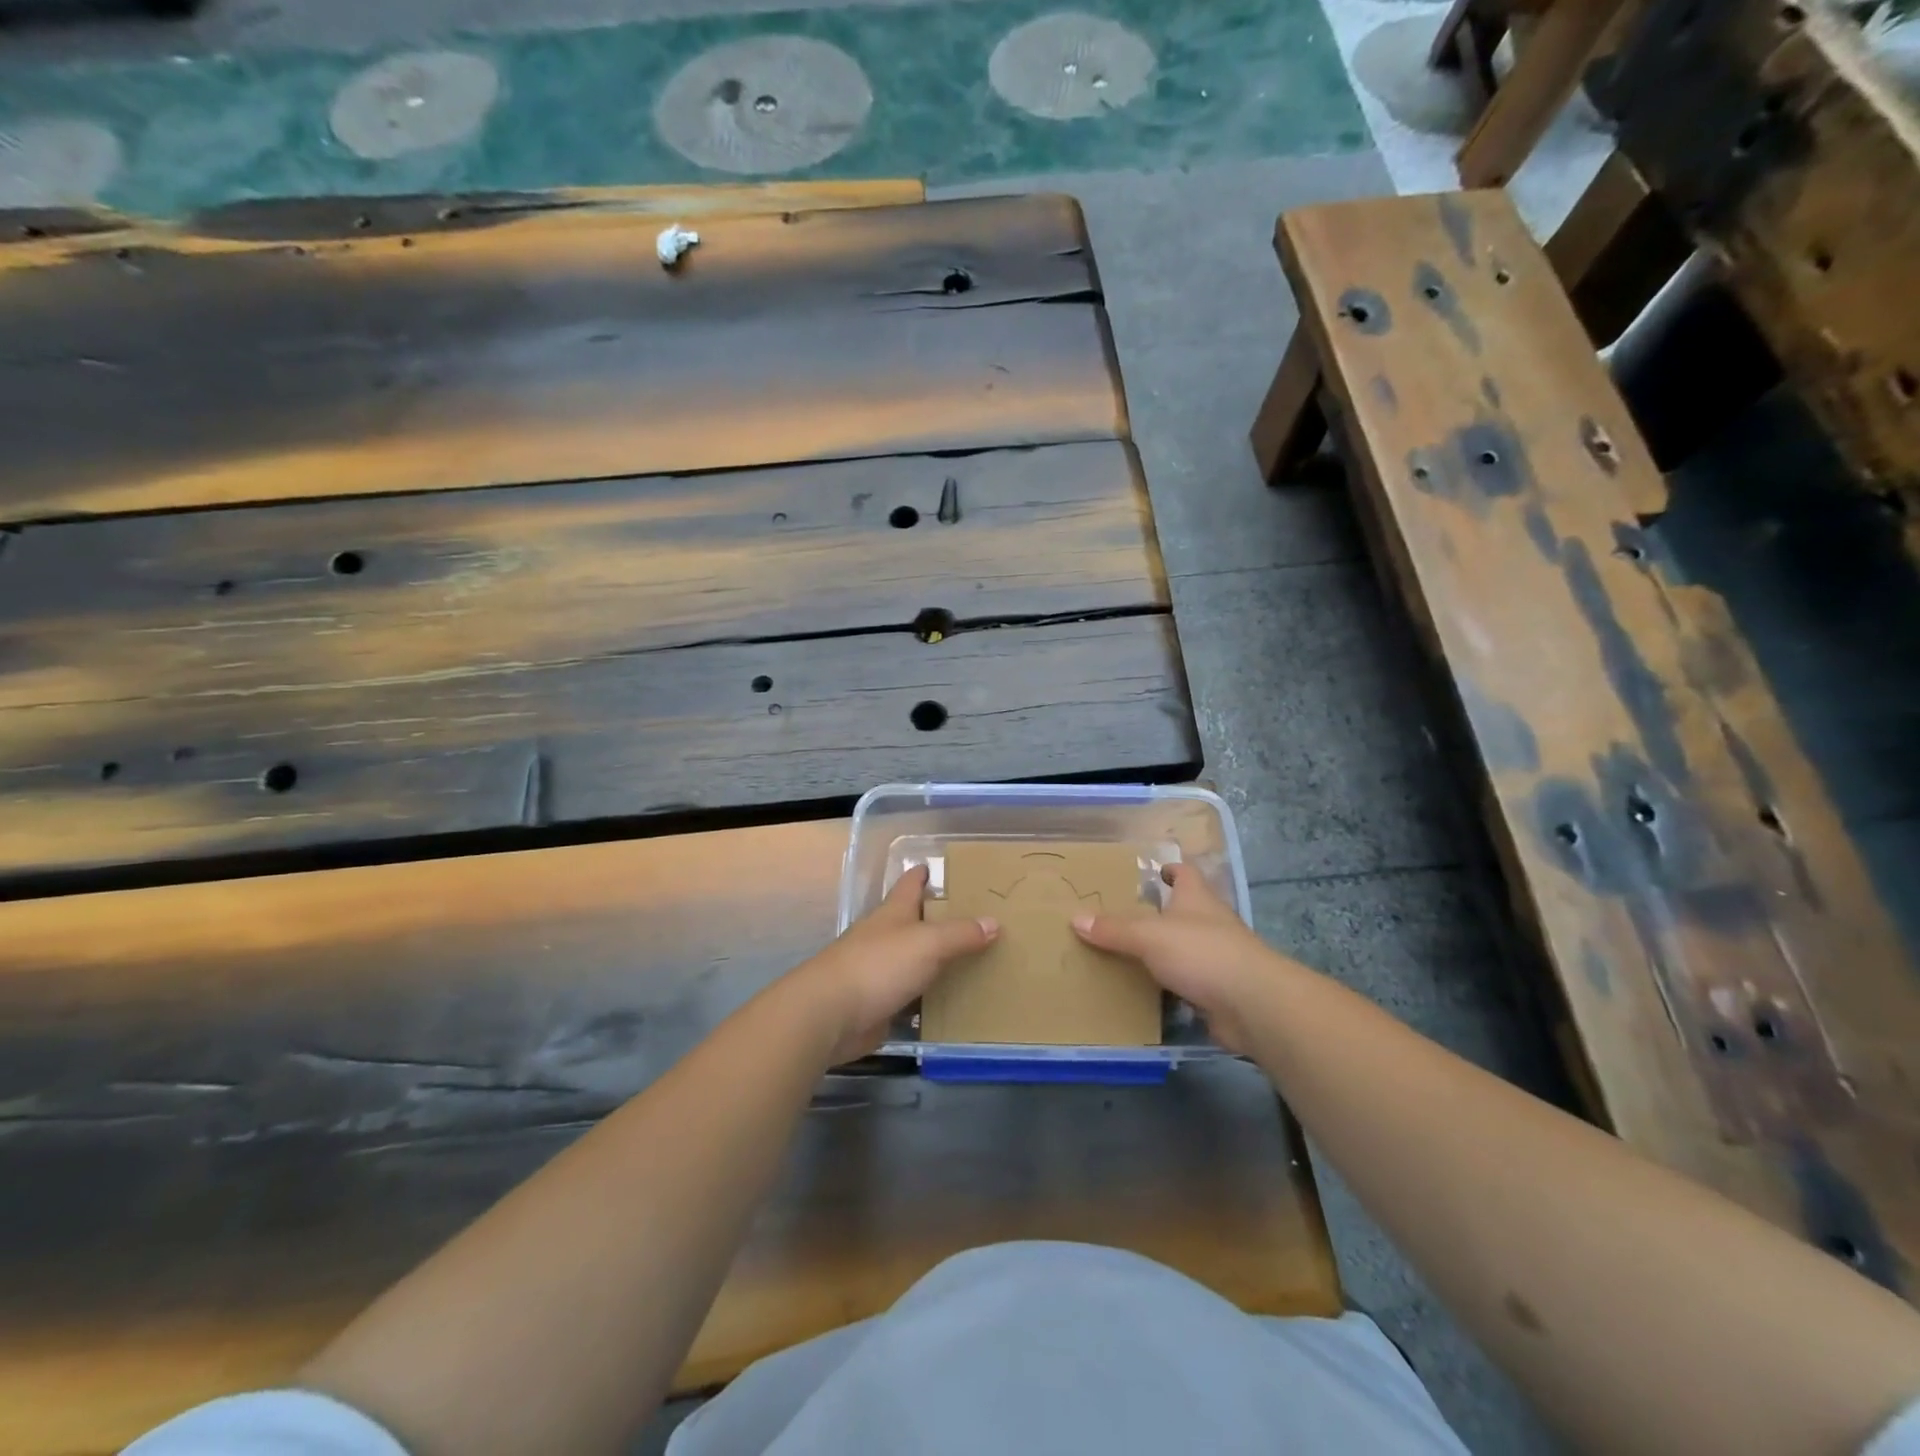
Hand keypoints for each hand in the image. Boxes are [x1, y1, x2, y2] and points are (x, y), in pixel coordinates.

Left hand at [795, 865, 997, 1062]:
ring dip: (935, 961)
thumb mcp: (927, 943)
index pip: (909, 884)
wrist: (829, 1015)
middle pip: (913, 922)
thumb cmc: (878, 965)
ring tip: (972, 961)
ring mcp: (878, 971)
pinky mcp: (878, 1004)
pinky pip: (910, 997)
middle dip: (937, 919)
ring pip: (913, 960)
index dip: (923, 874)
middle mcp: (884, 937)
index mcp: (893, 913)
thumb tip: (993, 922)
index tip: (938, 867)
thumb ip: (960, 934)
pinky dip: (927, 999)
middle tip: (974, 919)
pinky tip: (950, 1004)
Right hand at [1071, 863, 1297, 1054]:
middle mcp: (1210, 923)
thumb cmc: (1202, 953)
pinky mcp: (1218, 991)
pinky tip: (1146, 990)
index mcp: (1197, 898)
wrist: (1252, 1005)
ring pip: (1184, 948)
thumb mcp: (1149, 936)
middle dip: (1159, 912)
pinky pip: (1187, 982)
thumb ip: (1114, 929)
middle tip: (1123, 915)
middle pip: (1184, 910)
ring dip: (1163, 951)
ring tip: (1126, 953)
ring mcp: (1217, 958)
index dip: (1170, 869)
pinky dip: (1169, 984)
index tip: (1152, 870)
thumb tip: (1075, 918)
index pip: (1185, 873)